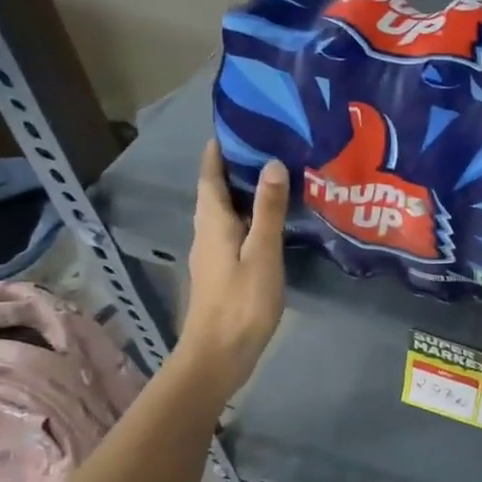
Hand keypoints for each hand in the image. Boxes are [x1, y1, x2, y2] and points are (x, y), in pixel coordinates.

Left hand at [177, 141, 287, 396]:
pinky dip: (250, 218)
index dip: (218, 151)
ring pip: (225, 213)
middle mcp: (207, 233)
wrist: (219, 355)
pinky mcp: (222, 273)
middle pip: (216, 192)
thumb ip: (268, 210)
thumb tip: (272, 164)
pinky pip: (234, 232)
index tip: (236, 126)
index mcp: (212, 223)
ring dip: (243, 193)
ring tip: (275, 178)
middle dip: (234, 168)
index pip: (210, 176)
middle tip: (267, 146)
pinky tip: (272, 223)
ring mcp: (212, 255)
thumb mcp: (262, 253)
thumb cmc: (241, 302)